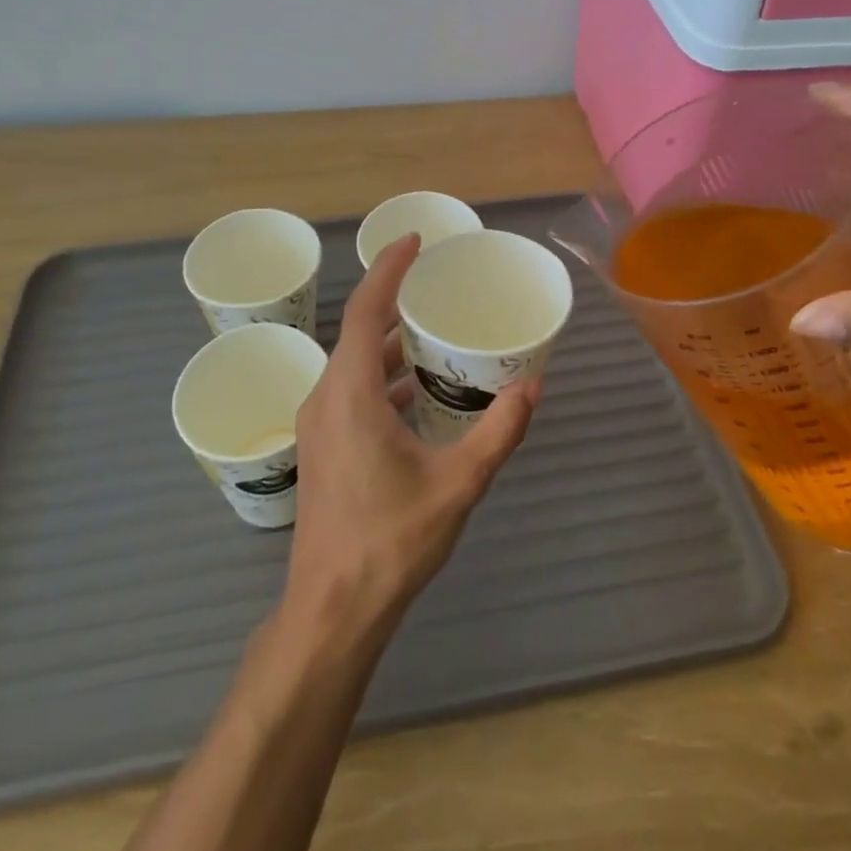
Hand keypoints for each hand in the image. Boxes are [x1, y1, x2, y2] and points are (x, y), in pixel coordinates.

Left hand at [285, 233, 539, 637]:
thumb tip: (532, 388)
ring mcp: (318, 423)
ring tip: (431, 331)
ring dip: (387, 341)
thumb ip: (499, 431)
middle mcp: (326, 397)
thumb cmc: (391, 540)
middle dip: (393, 301)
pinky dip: (381, 375)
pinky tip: (415, 390)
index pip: (364, 310)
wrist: (333, 609)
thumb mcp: (458, 483)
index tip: (414, 241)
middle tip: (435, 285)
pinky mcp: (322, 446)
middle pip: (356, 331)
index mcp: (351, 393)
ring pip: (352, 362)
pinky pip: (350, 389)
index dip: (388, 269)